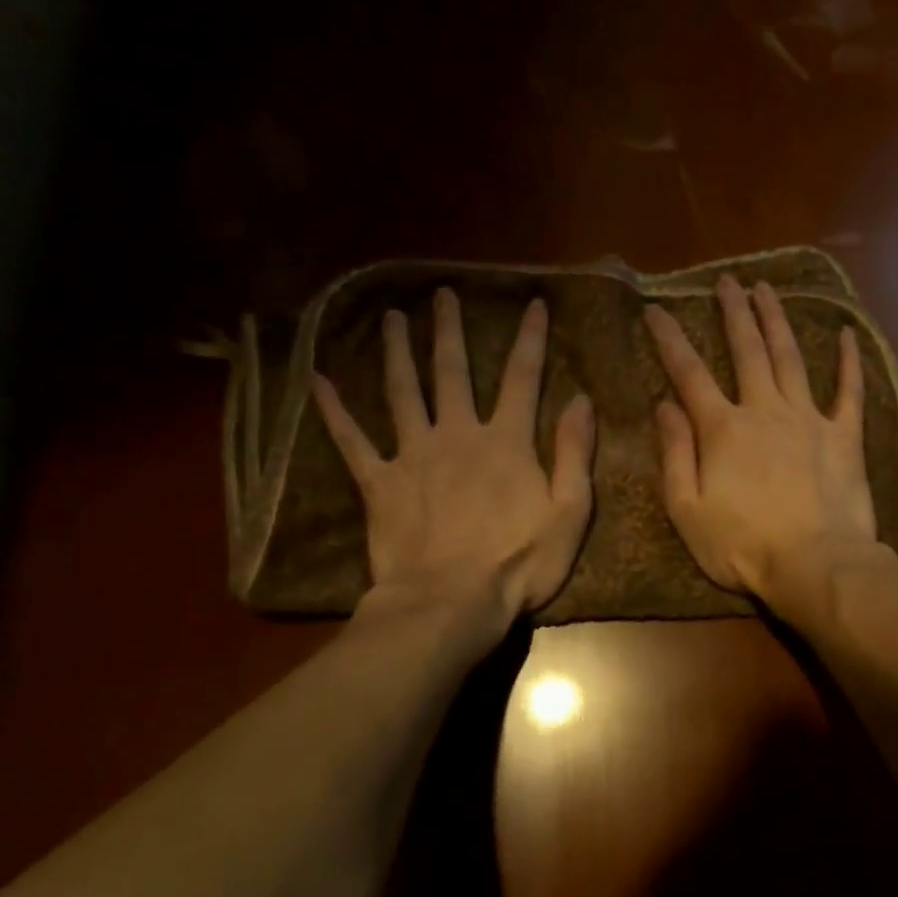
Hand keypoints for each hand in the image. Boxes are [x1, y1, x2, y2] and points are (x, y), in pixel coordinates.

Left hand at [312, 289, 595, 621]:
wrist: (450, 603)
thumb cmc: (518, 564)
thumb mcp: (569, 512)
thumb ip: (573, 453)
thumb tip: (580, 399)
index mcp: (505, 442)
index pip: (522, 377)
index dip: (529, 338)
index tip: (532, 303)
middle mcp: (457, 435)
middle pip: (452, 371)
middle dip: (449, 330)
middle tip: (442, 294)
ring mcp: (413, 456)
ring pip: (402, 392)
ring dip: (396, 352)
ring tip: (391, 318)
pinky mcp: (379, 483)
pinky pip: (351, 441)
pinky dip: (334, 411)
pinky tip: (317, 381)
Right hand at [644, 274, 877, 602]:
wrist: (815, 565)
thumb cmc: (742, 546)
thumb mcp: (687, 509)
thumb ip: (675, 453)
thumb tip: (664, 405)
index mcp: (722, 429)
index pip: (688, 374)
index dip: (669, 339)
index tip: (656, 309)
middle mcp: (764, 410)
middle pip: (746, 351)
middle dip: (733, 313)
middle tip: (726, 281)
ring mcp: (808, 418)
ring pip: (790, 357)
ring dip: (776, 320)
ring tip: (766, 290)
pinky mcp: (844, 435)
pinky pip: (849, 390)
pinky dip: (848, 360)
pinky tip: (846, 332)